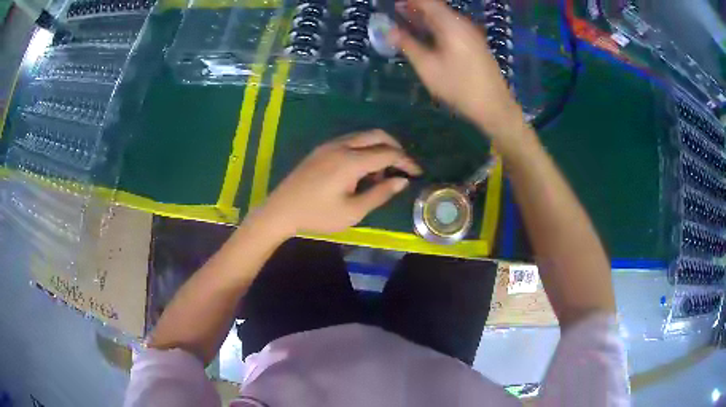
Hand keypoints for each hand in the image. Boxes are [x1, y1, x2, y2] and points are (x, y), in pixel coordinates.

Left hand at [257, 130, 421, 236]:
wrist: (281, 210)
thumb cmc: (317, 215)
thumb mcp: (353, 211)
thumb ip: (380, 194)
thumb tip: (402, 180)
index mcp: (350, 161)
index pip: (388, 153)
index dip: (406, 161)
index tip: (417, 173)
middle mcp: (342, 145)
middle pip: (377, 135)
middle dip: (395, 148)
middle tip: (403, 167)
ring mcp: (330, 145)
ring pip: (364, 136)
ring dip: (379, 148)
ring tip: (381, 174)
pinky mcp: (322, 149)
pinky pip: (351, 141)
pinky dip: (364, 149)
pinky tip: (362, 170)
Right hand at [390, 0, 524, 137]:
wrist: (494, 106)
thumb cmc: (459, 87)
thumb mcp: (428, 67)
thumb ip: (407, 45)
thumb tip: (389, 30)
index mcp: (451, 24)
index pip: (427, 2)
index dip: (409, 1)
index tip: (392, 4)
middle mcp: (462, 24)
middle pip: (436, 8)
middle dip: (414, 8)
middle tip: (395, 12)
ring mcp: (471, 33)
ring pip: (444, 18)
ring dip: (424, 18)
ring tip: (405, 22)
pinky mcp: (474, 44)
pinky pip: (451, 27)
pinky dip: (435, 27)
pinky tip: (426, 36)